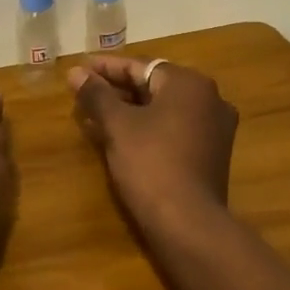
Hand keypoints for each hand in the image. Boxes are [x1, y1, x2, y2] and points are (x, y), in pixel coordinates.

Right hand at [68, 56, 238, 232]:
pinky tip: (118, 138)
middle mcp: (209, 98)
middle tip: (83, 94)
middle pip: (153, 86)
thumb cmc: (150, 163)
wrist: (188, 223)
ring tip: (93, 116)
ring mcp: (214, 128)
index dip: (105, 68)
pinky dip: (147, 129)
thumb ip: (96, 94)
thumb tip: (75, 72)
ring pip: (162, 109)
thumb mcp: (117, 125)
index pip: (140, 66)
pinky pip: (173, 129)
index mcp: (189, 83)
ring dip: (128, 111)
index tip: (79, 70)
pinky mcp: (211, 154)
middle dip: (116, 90)